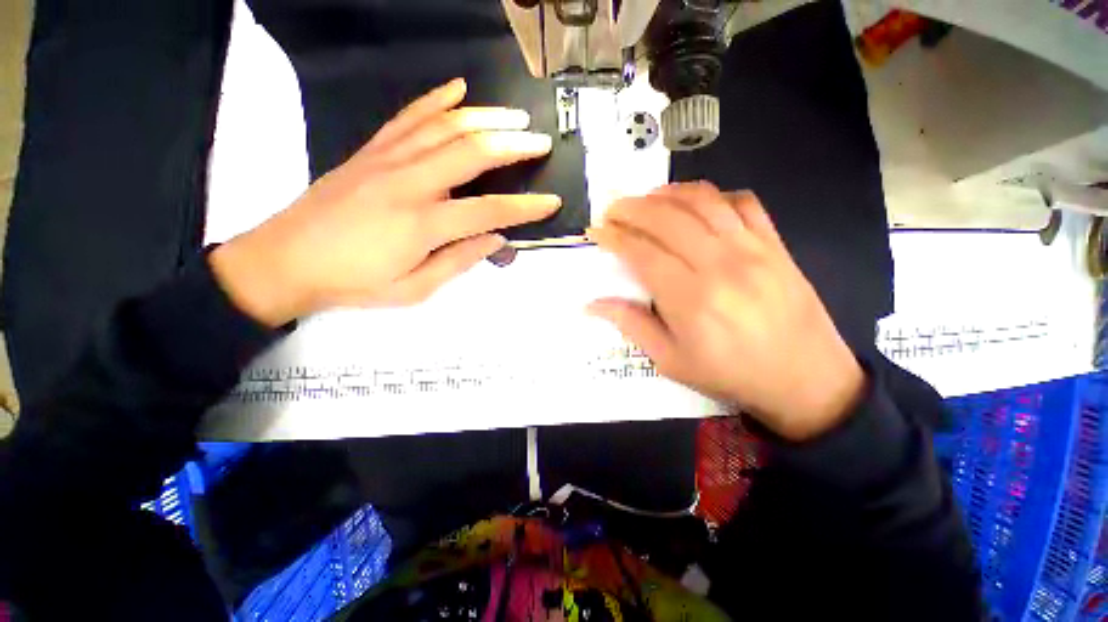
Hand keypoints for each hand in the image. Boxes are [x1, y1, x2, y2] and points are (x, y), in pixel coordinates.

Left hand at [210, 78, 559, 325]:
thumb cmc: (353, 283)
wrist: (285, 260)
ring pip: (445, 126)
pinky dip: (436, 100)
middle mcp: (409, 183)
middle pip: (472, 152)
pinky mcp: (371, 151)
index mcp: (422, 224)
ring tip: (514, 117)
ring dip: (485, 117)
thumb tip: (495, 240)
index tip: (552, 202)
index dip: (525, 207)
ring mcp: (387, 159)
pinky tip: (458, 89)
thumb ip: (458, 262)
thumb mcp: (413, 289)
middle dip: (513, 145)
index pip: (489, 210)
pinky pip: (409, 117)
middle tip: (541, 142)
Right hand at [588, 183, 864, 441]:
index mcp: (690, 298)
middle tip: (613, 210)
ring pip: (703, 201)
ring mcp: (751, 249)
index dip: (614, 237)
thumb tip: (593, 304)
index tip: (596, 231)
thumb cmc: (731, 374)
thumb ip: (632, 325)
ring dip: (667, 193)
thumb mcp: (672, 361)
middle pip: (667, 218)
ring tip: (647, 198)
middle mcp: (719, 264)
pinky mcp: (775, 244)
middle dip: (632, 208)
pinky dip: (714, 195)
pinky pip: (743, 202)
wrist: (806, 379)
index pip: (642, 252)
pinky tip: (697, 204)